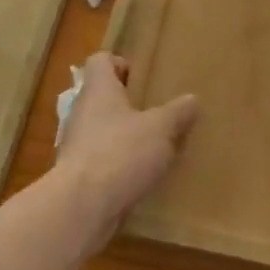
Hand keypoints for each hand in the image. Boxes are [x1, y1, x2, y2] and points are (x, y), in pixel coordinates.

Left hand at [55, 52, 198, 251]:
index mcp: (99, 90)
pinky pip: (101, 160)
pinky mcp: (78, 175)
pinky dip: (118, 164)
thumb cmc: (120, 153)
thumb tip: (192, 99)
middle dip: (127, 103)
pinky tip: (140, 175)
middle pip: (101, 96)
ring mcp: (76, 145)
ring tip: (153, 145)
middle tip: (156, 111)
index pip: (100, 61)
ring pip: (102, 130)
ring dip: (123, 135)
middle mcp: (83, 112)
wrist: (81, 208)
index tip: (141, 78)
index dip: (119, 63)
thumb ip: (177, 113)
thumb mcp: (160, 128)